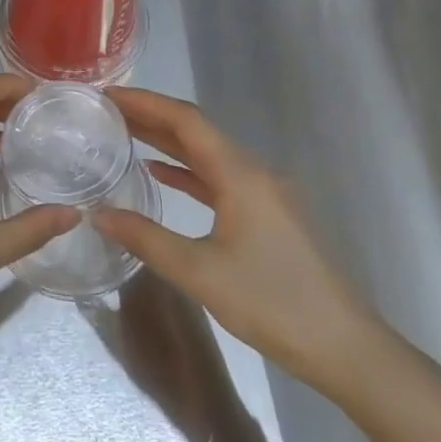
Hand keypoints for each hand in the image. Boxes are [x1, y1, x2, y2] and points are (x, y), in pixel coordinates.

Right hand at [94, 87, 391, 398]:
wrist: (343, 347)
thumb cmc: (272, 303)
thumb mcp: (200, 272)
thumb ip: (146, 238)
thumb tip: (97, 214)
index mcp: (241, 175)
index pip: (186, 121)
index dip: (145, 102)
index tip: (107, 94)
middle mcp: (254, 173)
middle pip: (196, 131)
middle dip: (151, 117)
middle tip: (106, 111)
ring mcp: (264, 194)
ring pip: (207, 155)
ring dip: (167, 142)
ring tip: (123, 134)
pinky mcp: (267, 215)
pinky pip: (218, 179)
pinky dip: (187, 172)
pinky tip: (159, 174)